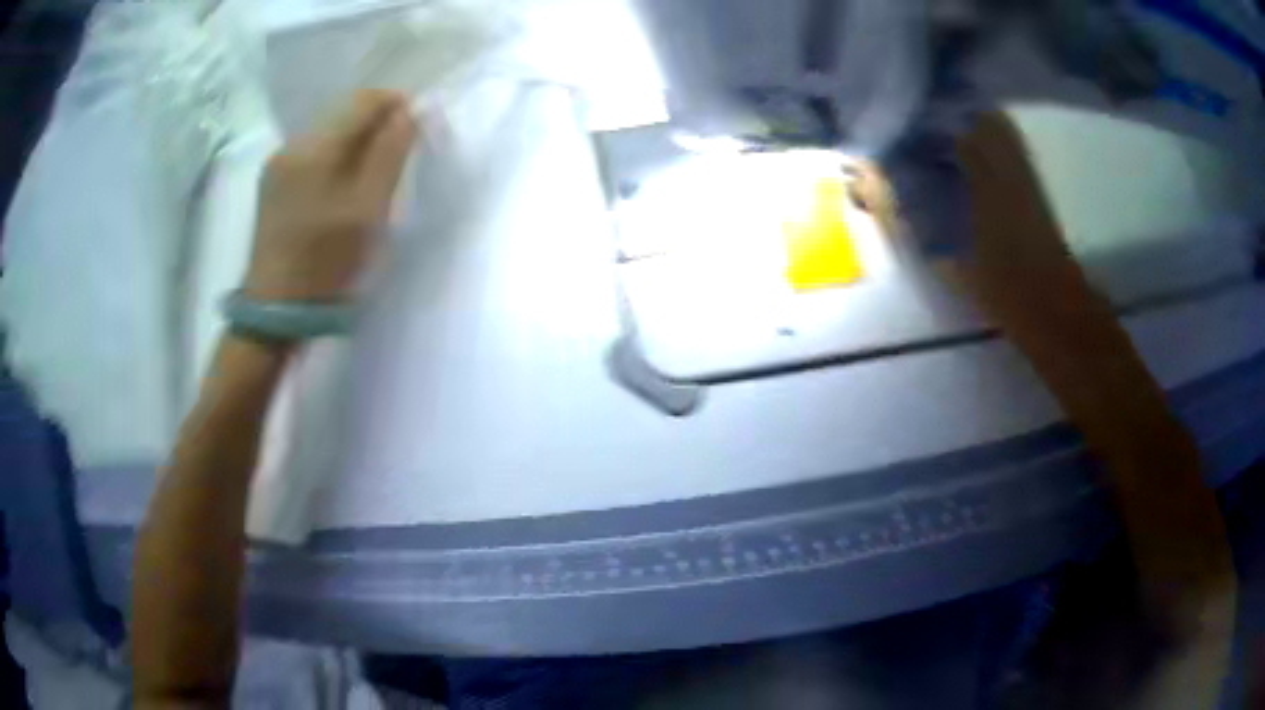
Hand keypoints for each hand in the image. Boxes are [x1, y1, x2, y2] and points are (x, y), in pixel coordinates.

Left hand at [244, 90, 417, 301]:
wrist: (276, 311)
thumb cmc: (327, 263)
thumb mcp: (368, 209)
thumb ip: (391, 153)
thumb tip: (410, 111)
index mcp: (314, 148)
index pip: (363, 100)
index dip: (396, 104)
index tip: (418, 127)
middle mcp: (291, 145)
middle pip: (342, 112)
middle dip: (376, 122)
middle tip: (398, 153)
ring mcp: (276, 163)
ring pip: (327, 132)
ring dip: (355, 140)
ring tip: (371, 173)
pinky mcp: (271, 182)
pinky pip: (311, 152)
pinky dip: (334, 156)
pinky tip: (340, 185)